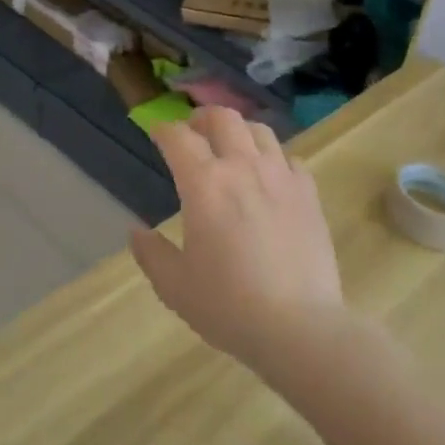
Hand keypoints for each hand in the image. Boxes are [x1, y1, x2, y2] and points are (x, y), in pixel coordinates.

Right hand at [131, 106, 344, 371]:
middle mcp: (242, 167)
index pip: (178, 137)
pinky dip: (275, 159)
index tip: (156, 134)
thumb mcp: (175, 287)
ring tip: (233, 148)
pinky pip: (290, 159)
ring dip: (240, 132)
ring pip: (260, 131)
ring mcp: (281, 177)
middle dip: (203, 117)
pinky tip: (271, 177)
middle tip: (194, 132)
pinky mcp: (309, 194)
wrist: (299, 327)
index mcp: (204, 184)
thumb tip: (135, 232)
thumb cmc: (229, 306)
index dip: (163, 130)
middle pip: (223, 118)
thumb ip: (151, 254)